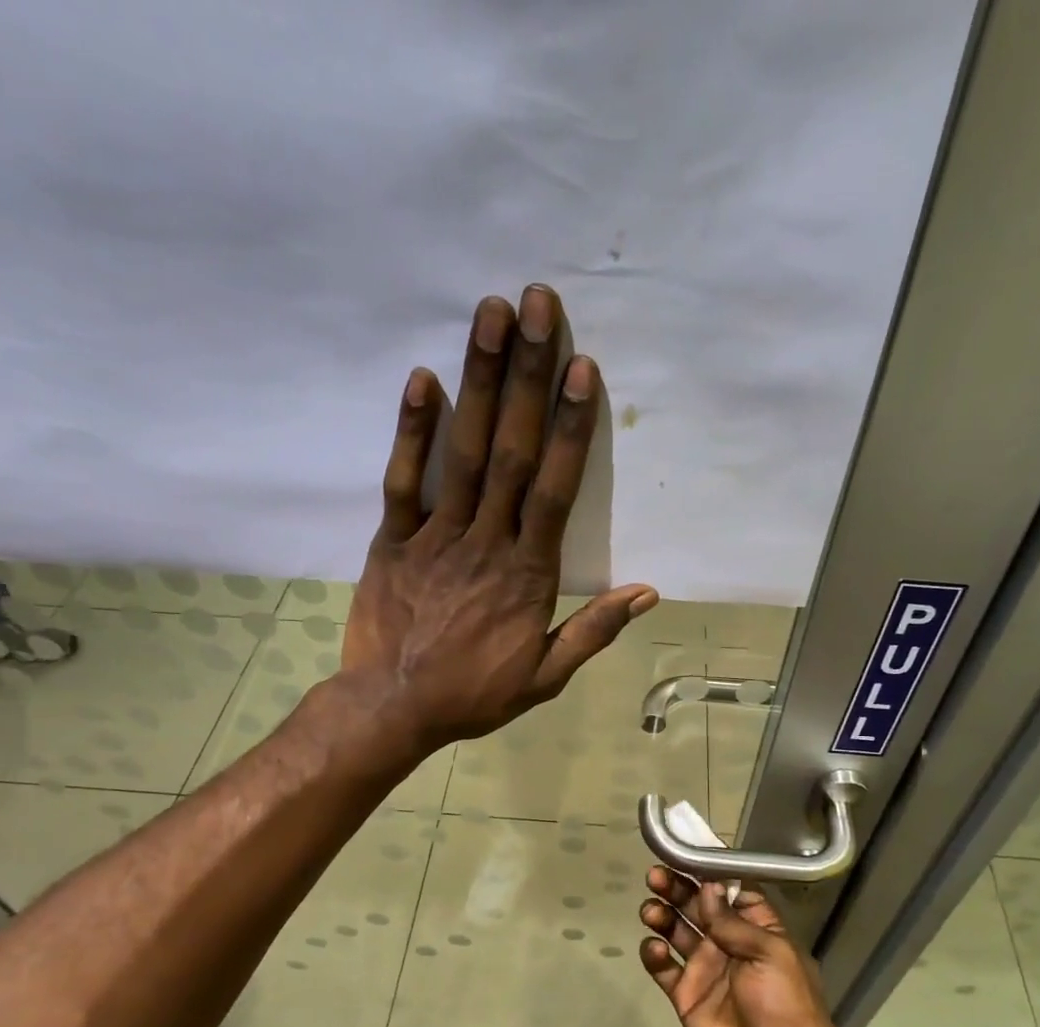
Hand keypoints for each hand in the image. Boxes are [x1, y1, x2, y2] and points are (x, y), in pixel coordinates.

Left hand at [343, 285, 657, 750]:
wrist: (393, 709)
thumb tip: (647, 593)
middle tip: (536, 305)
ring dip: (478, 382)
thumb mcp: (545, 677)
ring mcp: (435, 537)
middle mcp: (486, 542)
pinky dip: (412, 431)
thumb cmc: (473, 694)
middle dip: (526, 376)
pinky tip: (424, 378)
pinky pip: (403, 480)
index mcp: (527, 574)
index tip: (581, 369)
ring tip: (489, 315)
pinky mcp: (392, 541)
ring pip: (463, 453)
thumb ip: (593, 631)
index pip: (556, 490)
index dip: (570, 428)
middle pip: (512, 451)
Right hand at [638, 869, 850, 1026]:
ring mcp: (705, 968)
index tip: (683, 851)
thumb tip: (709, 887)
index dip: (707, 872)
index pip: (729, 890)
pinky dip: (654, 954)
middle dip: (676, 888)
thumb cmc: (786, 1003)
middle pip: (696, 906)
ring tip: (651, 910)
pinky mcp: (686, 994)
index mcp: (756, 928)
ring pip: (676, 931)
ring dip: (662, 915)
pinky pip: (663, 967)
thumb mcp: (770, 954)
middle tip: (655, 876)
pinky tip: (654, 948)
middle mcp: (728, 942)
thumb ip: (734, 922)